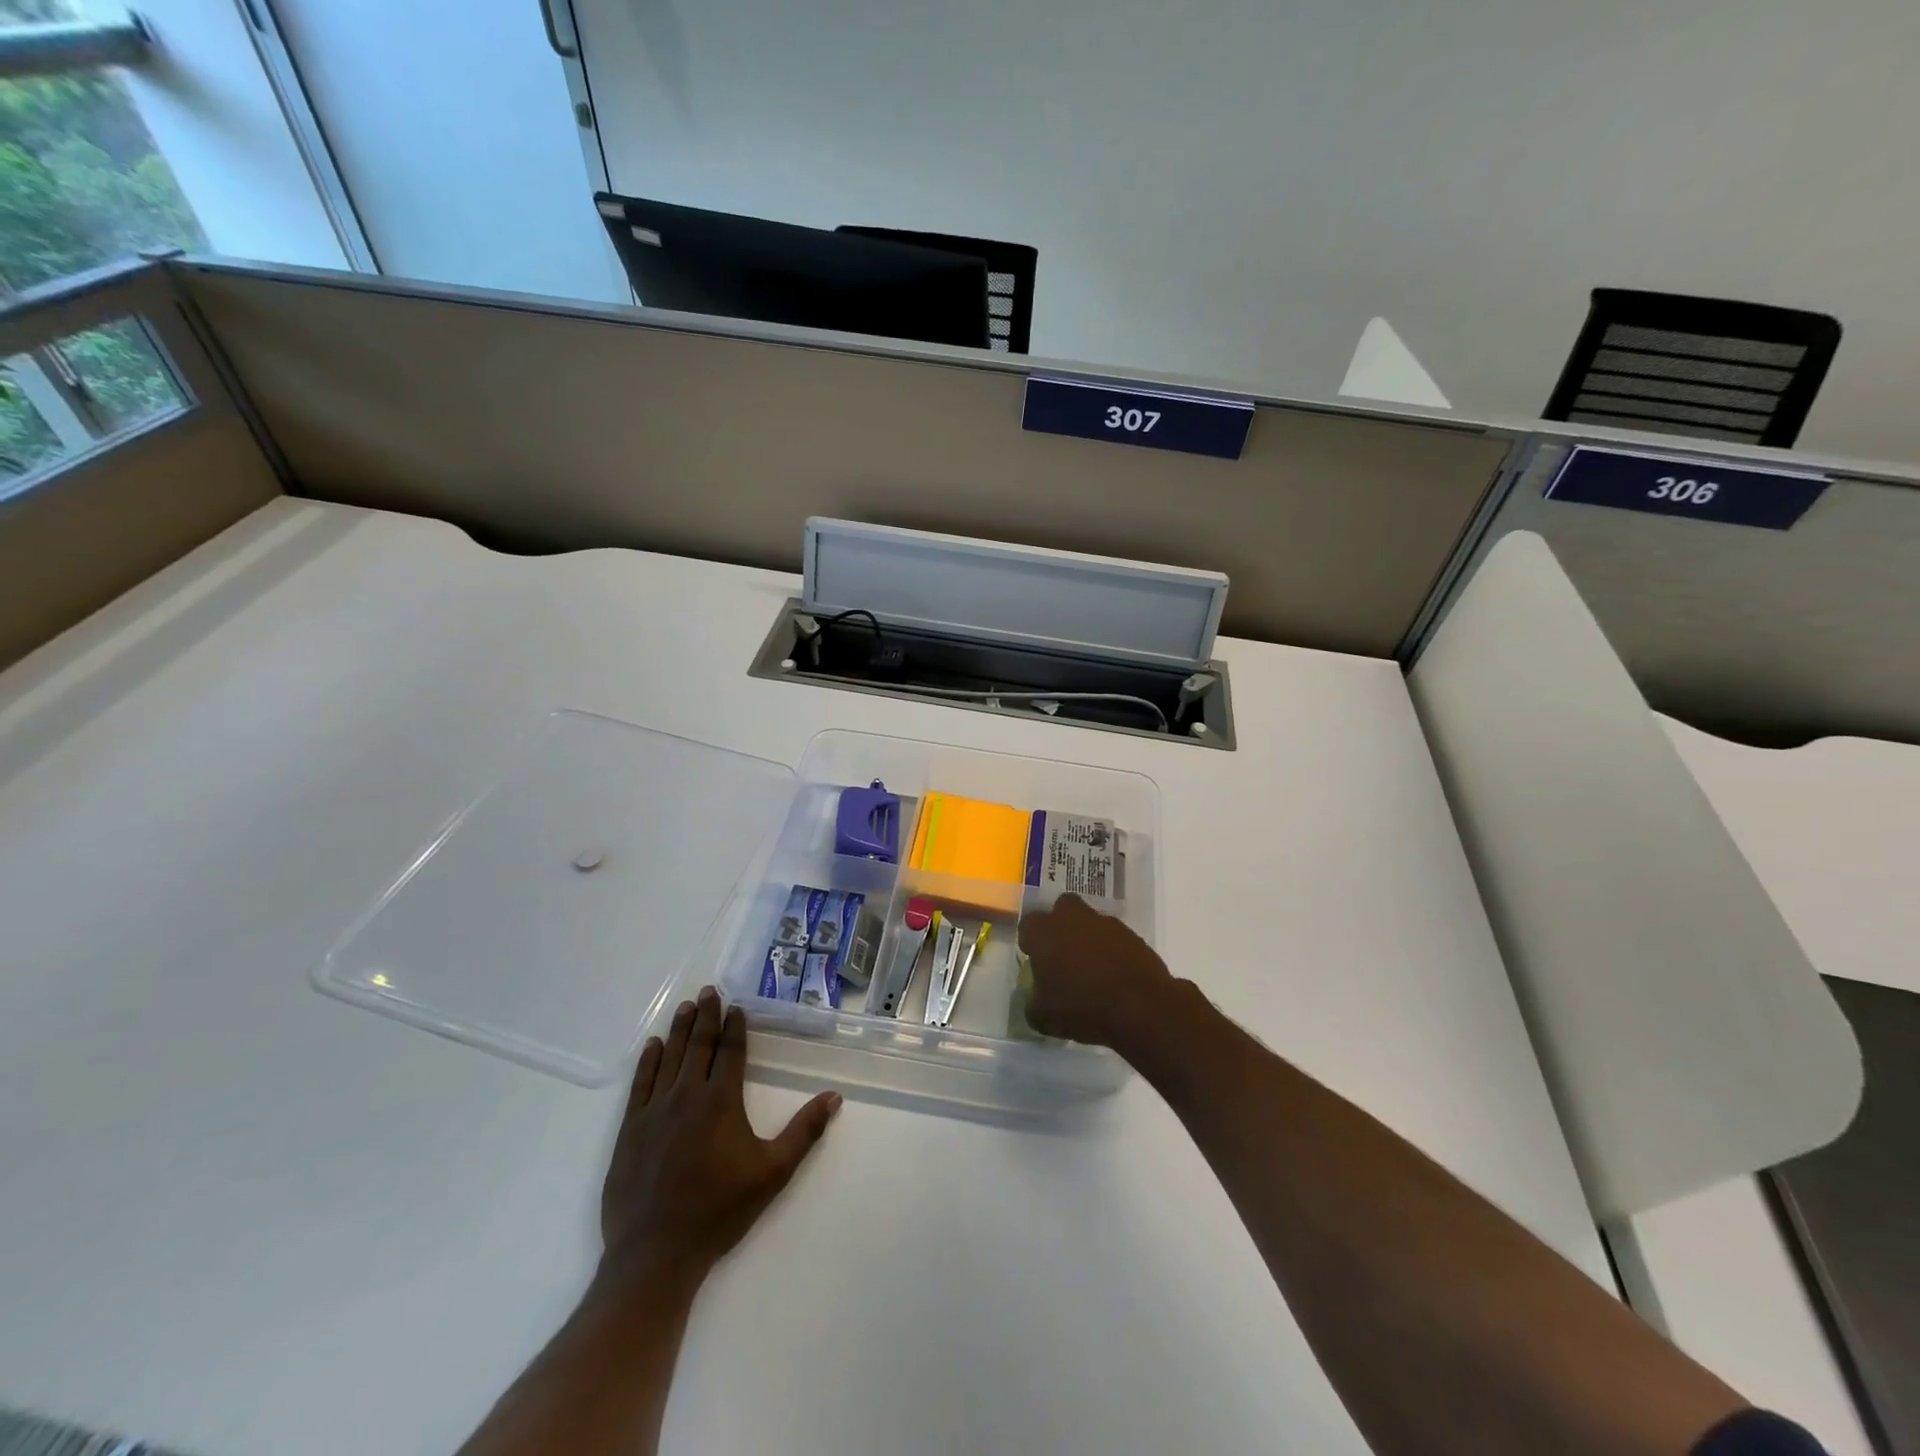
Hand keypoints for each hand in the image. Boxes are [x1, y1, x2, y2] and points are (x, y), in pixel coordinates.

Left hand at [599, 986, 840, 1287]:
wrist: (655, 1253)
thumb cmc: (719, 1211)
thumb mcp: (773, 1173)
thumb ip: (804, 1132)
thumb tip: (834, 1096)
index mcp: (721, 1101)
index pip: (729, 1052)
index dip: (734, 1027)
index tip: (735, 1007)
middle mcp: (687, 1096)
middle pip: (698, 1046)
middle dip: (705, 1016)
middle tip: (709, 990)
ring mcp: (654, 1111)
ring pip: (669, 1058)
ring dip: (679, 1030)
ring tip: (686, 1007)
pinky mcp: (630, 1130)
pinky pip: (640, 1084)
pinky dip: (648, 1061)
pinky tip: (654, 1046)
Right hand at [1017, 894, 1178, 1050]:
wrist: (1140, 1007)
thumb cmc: (1082, 1008)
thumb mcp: (1044, 1018)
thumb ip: (1033, 1004)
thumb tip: (1036, 1001)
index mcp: (1044, 932)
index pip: (1028, 924)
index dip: (1031, 941)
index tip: (1035, 959)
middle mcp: (1073, 918)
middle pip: (1062, 908)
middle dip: (1061, 925)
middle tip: (1063, 953)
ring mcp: (1105, 924)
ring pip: (1090, 921)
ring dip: (1088, 938)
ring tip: (1092, 970)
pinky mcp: (1132, 935)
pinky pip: (1114, 937)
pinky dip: (1112, 950)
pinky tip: (1114, 975)